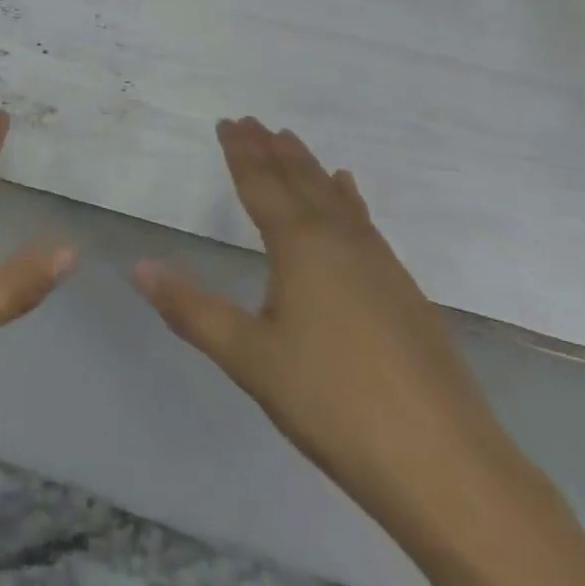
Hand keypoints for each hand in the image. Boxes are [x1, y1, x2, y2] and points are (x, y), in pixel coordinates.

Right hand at [133, 117, 518, 528]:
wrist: (445, 464)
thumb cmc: (333, 402)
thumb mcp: (249, 358)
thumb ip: (192, 310)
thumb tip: (139, 268)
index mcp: (300, 245)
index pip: (261, 184)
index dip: (241, 152)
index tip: (228, 122)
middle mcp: (339, 239)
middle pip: (299, 181)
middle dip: (271, 149)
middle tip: (252, 121)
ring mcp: (378, 262)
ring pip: (334, 196)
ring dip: (308, 166)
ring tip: (292, 140)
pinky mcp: (403, 289)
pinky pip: (363, 220)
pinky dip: (348, 197)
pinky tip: (350, 194)